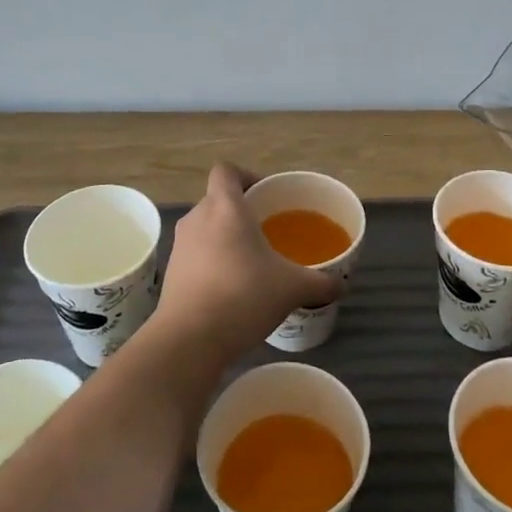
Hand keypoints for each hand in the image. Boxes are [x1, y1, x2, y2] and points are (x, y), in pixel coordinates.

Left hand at [148, 164, 342, 367]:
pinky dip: (212, 262)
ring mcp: (180, 246)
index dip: (246, 176)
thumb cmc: (243, 296)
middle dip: (241, 211)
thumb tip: (340, 284)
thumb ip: (319, 282)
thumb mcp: (292, 288)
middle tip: (267, 231)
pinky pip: (196, 254)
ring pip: (205, 228)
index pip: (226, 171)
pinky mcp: (171, 273)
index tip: (266, 196)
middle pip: (217, 200)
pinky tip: (232, 288)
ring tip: (251, 262)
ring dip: (225, 238)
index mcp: (225, 207)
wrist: (189, 339)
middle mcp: (197, 218)